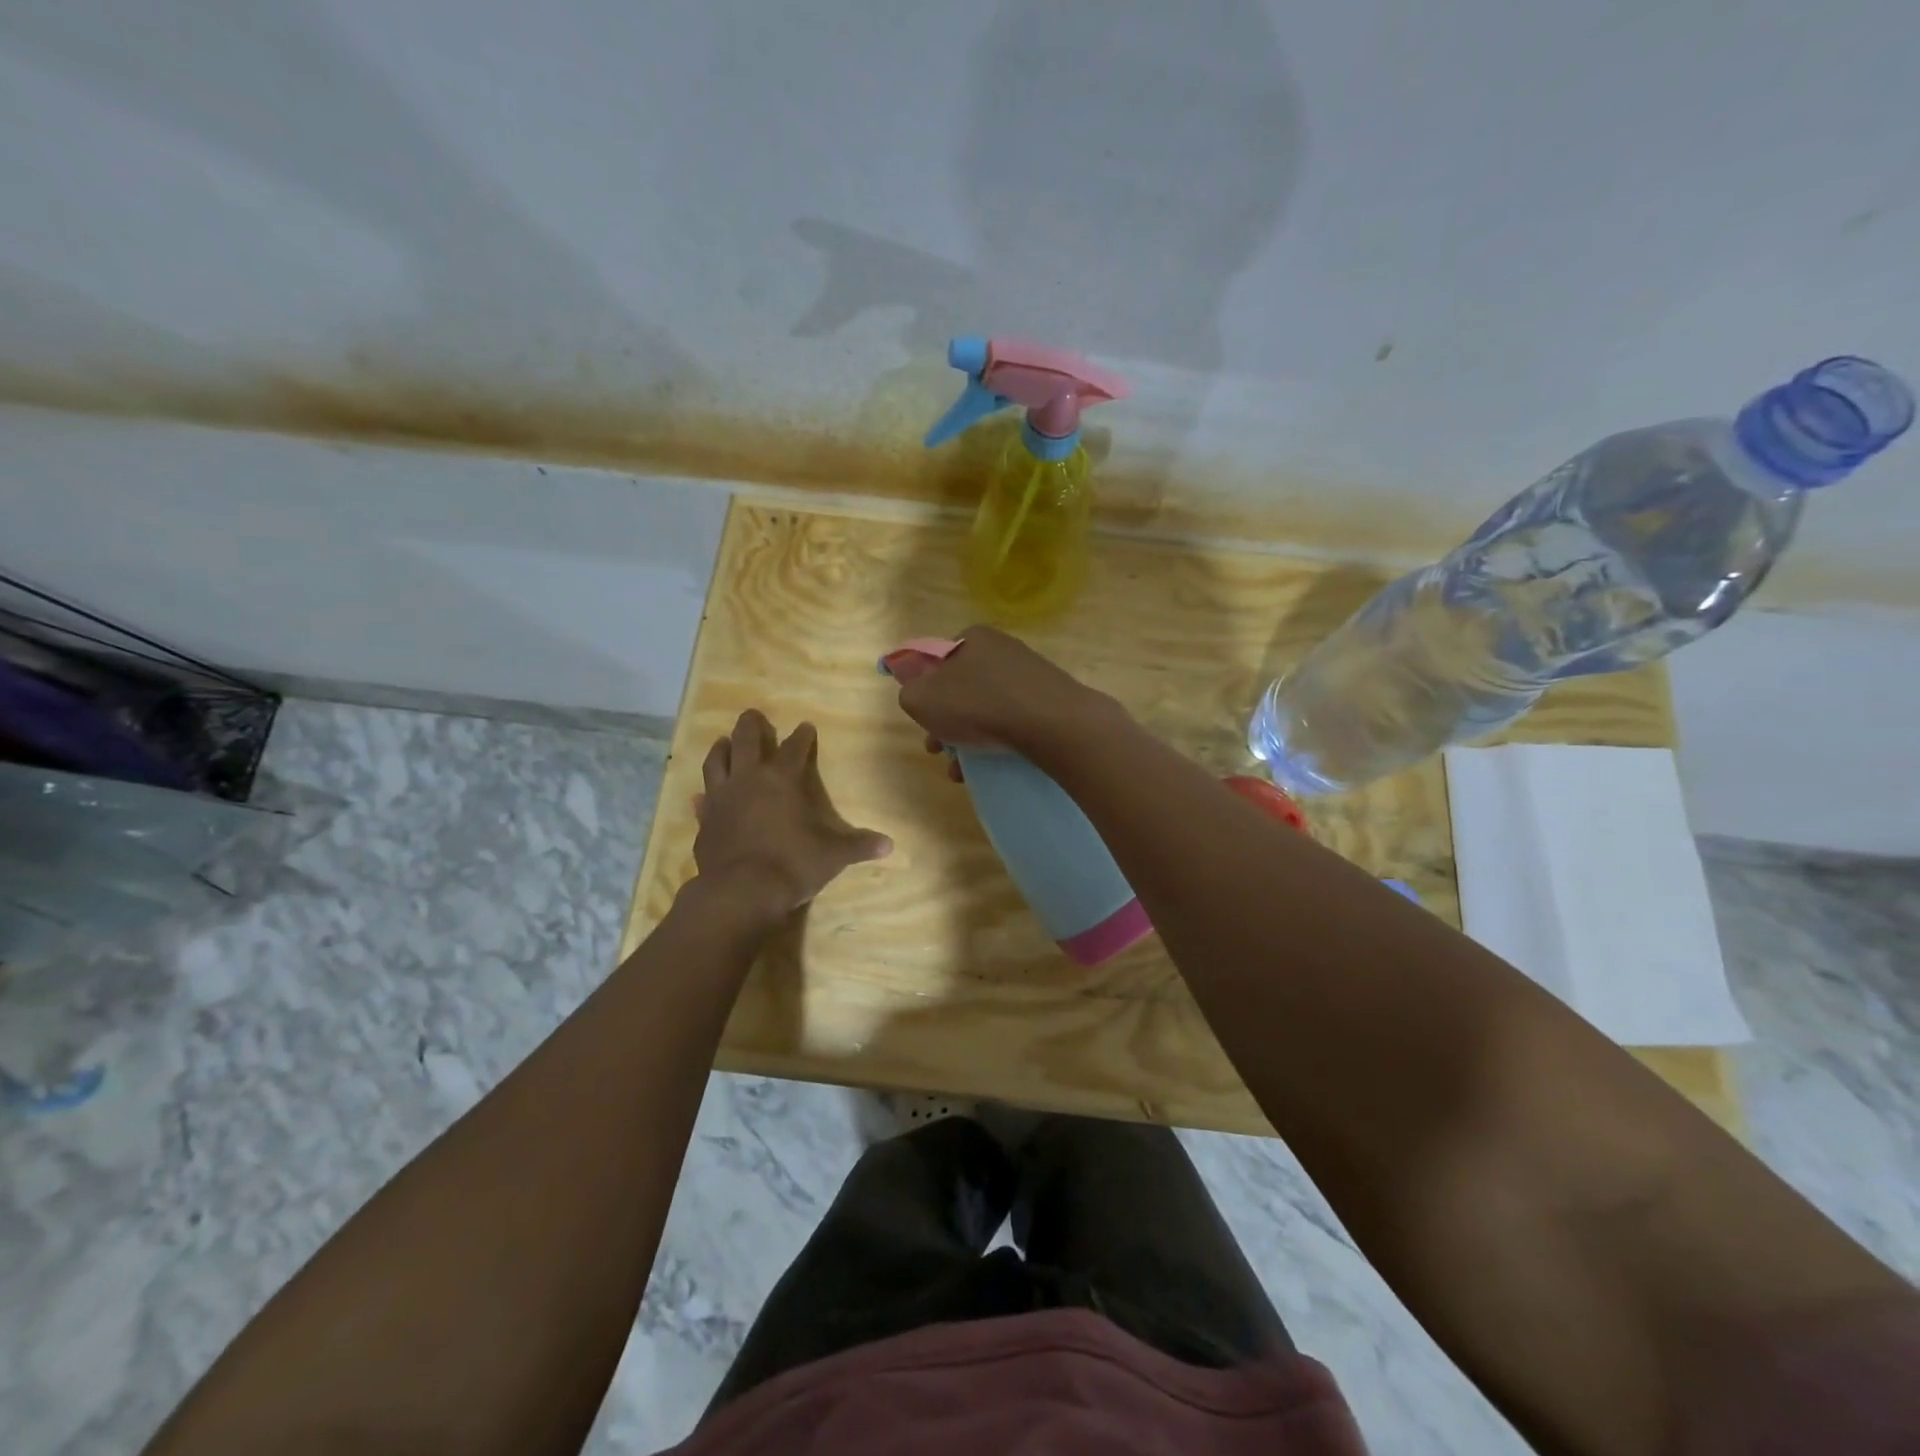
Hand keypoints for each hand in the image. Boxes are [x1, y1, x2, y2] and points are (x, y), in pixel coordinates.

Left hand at [692, 710, 891, 915]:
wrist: (741, 891)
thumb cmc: (793, 864)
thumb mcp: (833, 855)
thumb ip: (859, 846)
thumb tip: (889, 845)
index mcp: (781, 779)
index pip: (794, 748)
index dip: (802, 737)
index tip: (805, 727)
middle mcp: (748, 780)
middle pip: (746, 740)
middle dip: (751, 725)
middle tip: (753, 714)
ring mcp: (721, 799)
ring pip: (716, 763)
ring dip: (721, 749)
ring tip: (723, 741)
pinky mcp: (704, 822)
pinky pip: (701, 802)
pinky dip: (703, 797)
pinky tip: (700, 797)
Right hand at [895, 626, 1118, 759]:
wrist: (1051, 723)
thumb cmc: (978, 705)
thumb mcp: (921, 699)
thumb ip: (909, 692)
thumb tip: (916, 692)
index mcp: (971, 637)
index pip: (936, 660)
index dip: (924, 691)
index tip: (923, 720)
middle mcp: (1001, 648)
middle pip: (961, 688)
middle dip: (946, 722)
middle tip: (939, 750)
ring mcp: (1029, 673)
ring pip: (986, 708)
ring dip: (968, 738)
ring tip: (961, 771)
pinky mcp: (1049, 698)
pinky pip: (1012, 719)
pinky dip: (997, 740)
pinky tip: (990, 766)